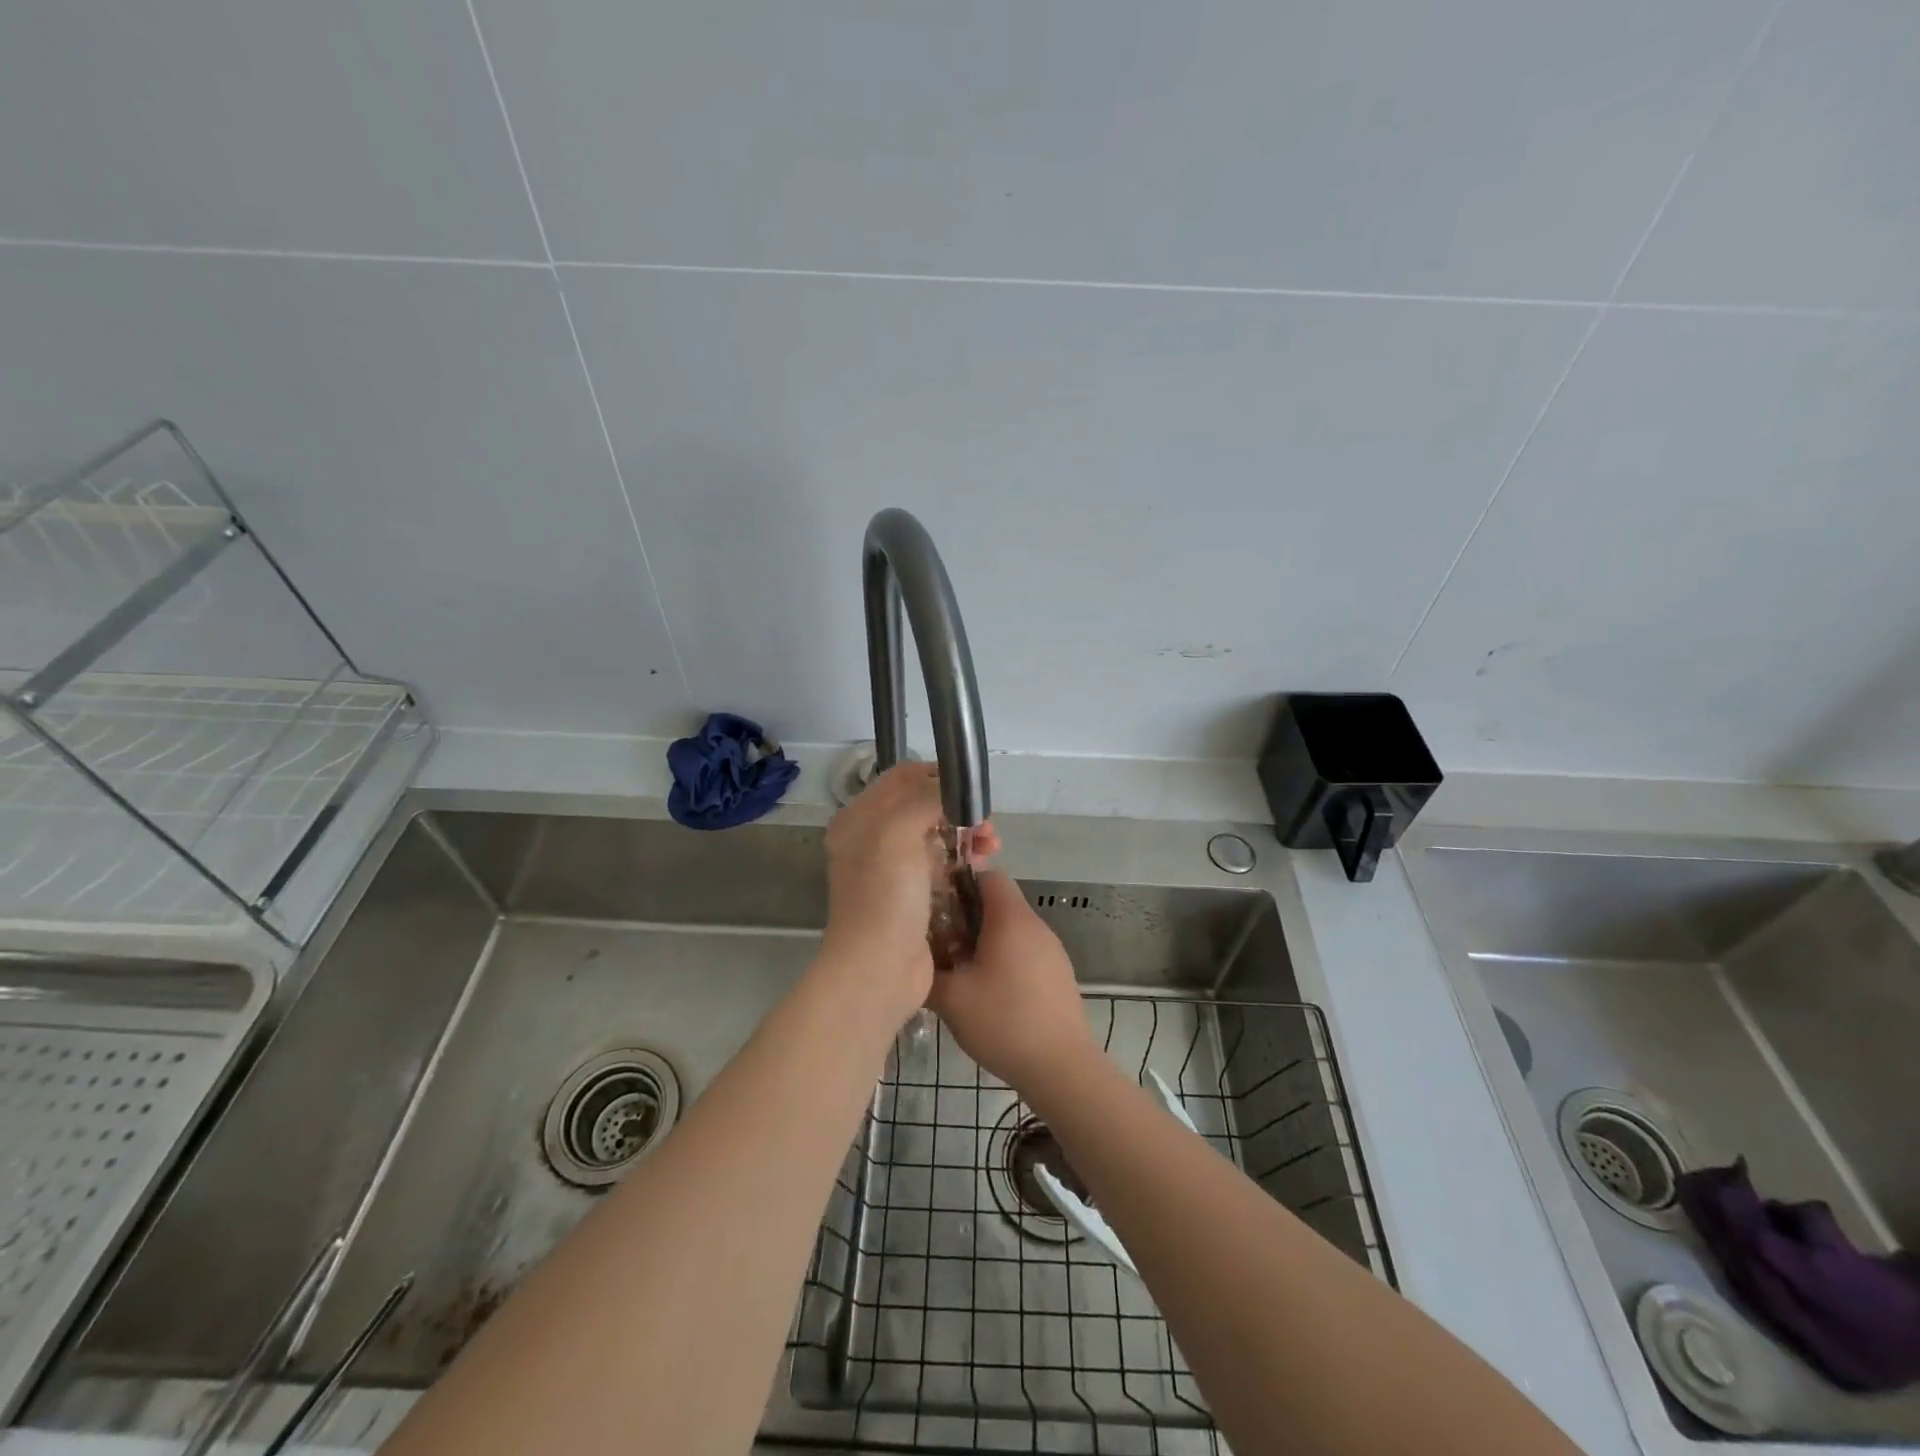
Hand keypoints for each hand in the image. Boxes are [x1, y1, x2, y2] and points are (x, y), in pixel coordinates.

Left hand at [819, 762, 999, 1024]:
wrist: (878, 971)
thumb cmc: (884, 897)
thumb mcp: (898, 833)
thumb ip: (924, 799)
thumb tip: (950, 789)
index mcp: (859, 819)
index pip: (901, 778)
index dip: (936, 775)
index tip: (970, 787)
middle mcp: (871, 840)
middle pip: (921, 807)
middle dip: (958, 808)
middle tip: (986, 823)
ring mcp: (892, 872)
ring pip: (935, 838)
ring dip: (966, 834)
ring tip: (992, 846)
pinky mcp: (912, 898)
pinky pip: (941, 867)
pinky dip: (962, 861)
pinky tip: (983, 865)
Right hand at [927, 871, 1097, 1091]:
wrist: (1061, 1067)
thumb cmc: (1003, 1021)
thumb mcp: (950, 998)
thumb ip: (927, 971)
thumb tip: (913, 960)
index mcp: (1011, 919)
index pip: (989, 875)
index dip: (961, 883)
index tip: (937, 907)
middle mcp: (1036, 925)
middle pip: (999, 903)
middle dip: (967, 918)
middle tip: (941, 944)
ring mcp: (1052, 950)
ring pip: (1012, 930)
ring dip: (985, 942)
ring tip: (961, 973)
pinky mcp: (1059, 975)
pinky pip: (1026, 952)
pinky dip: (1005, 961)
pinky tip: (989, 995)